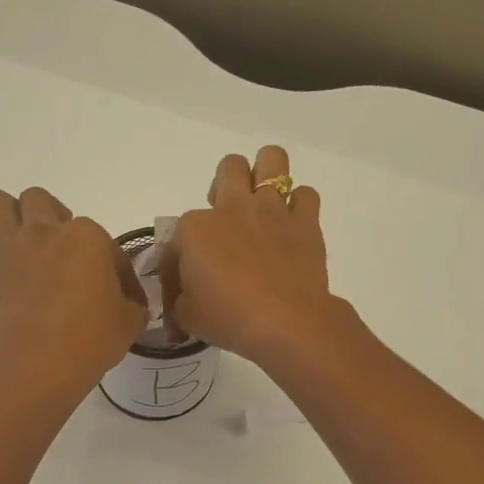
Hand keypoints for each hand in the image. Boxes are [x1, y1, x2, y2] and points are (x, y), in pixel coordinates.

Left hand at [0, 187, 146, 402]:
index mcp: (86, 237)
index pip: (105, 242)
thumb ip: (131, 304)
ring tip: (18, 246)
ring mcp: (7, 249)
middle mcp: (43, 232)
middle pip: (39, 200)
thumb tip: (129, 303)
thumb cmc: (91, 341)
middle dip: (49, 218)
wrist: (38, 367)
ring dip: (6, 218)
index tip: (117, 294)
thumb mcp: (129, 323)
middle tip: (59, 251)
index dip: (113, 268)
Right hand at [167, 146, 337, 369]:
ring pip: (272, 159)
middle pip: (229, 167)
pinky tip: (292, 225)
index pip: (177, 234)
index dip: (179, 258)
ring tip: (262, 200)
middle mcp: (232, 207)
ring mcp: (271, 210)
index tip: (186, 282)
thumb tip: (182, 295)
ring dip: (266, 173)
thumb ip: (179, 298)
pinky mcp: (305, 222)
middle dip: (226, 184)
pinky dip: (299, 206)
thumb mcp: (187, 316)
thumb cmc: (228, 319)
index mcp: (194, 229)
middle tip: (227, 216)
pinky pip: (306, 195)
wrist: (285, 323)